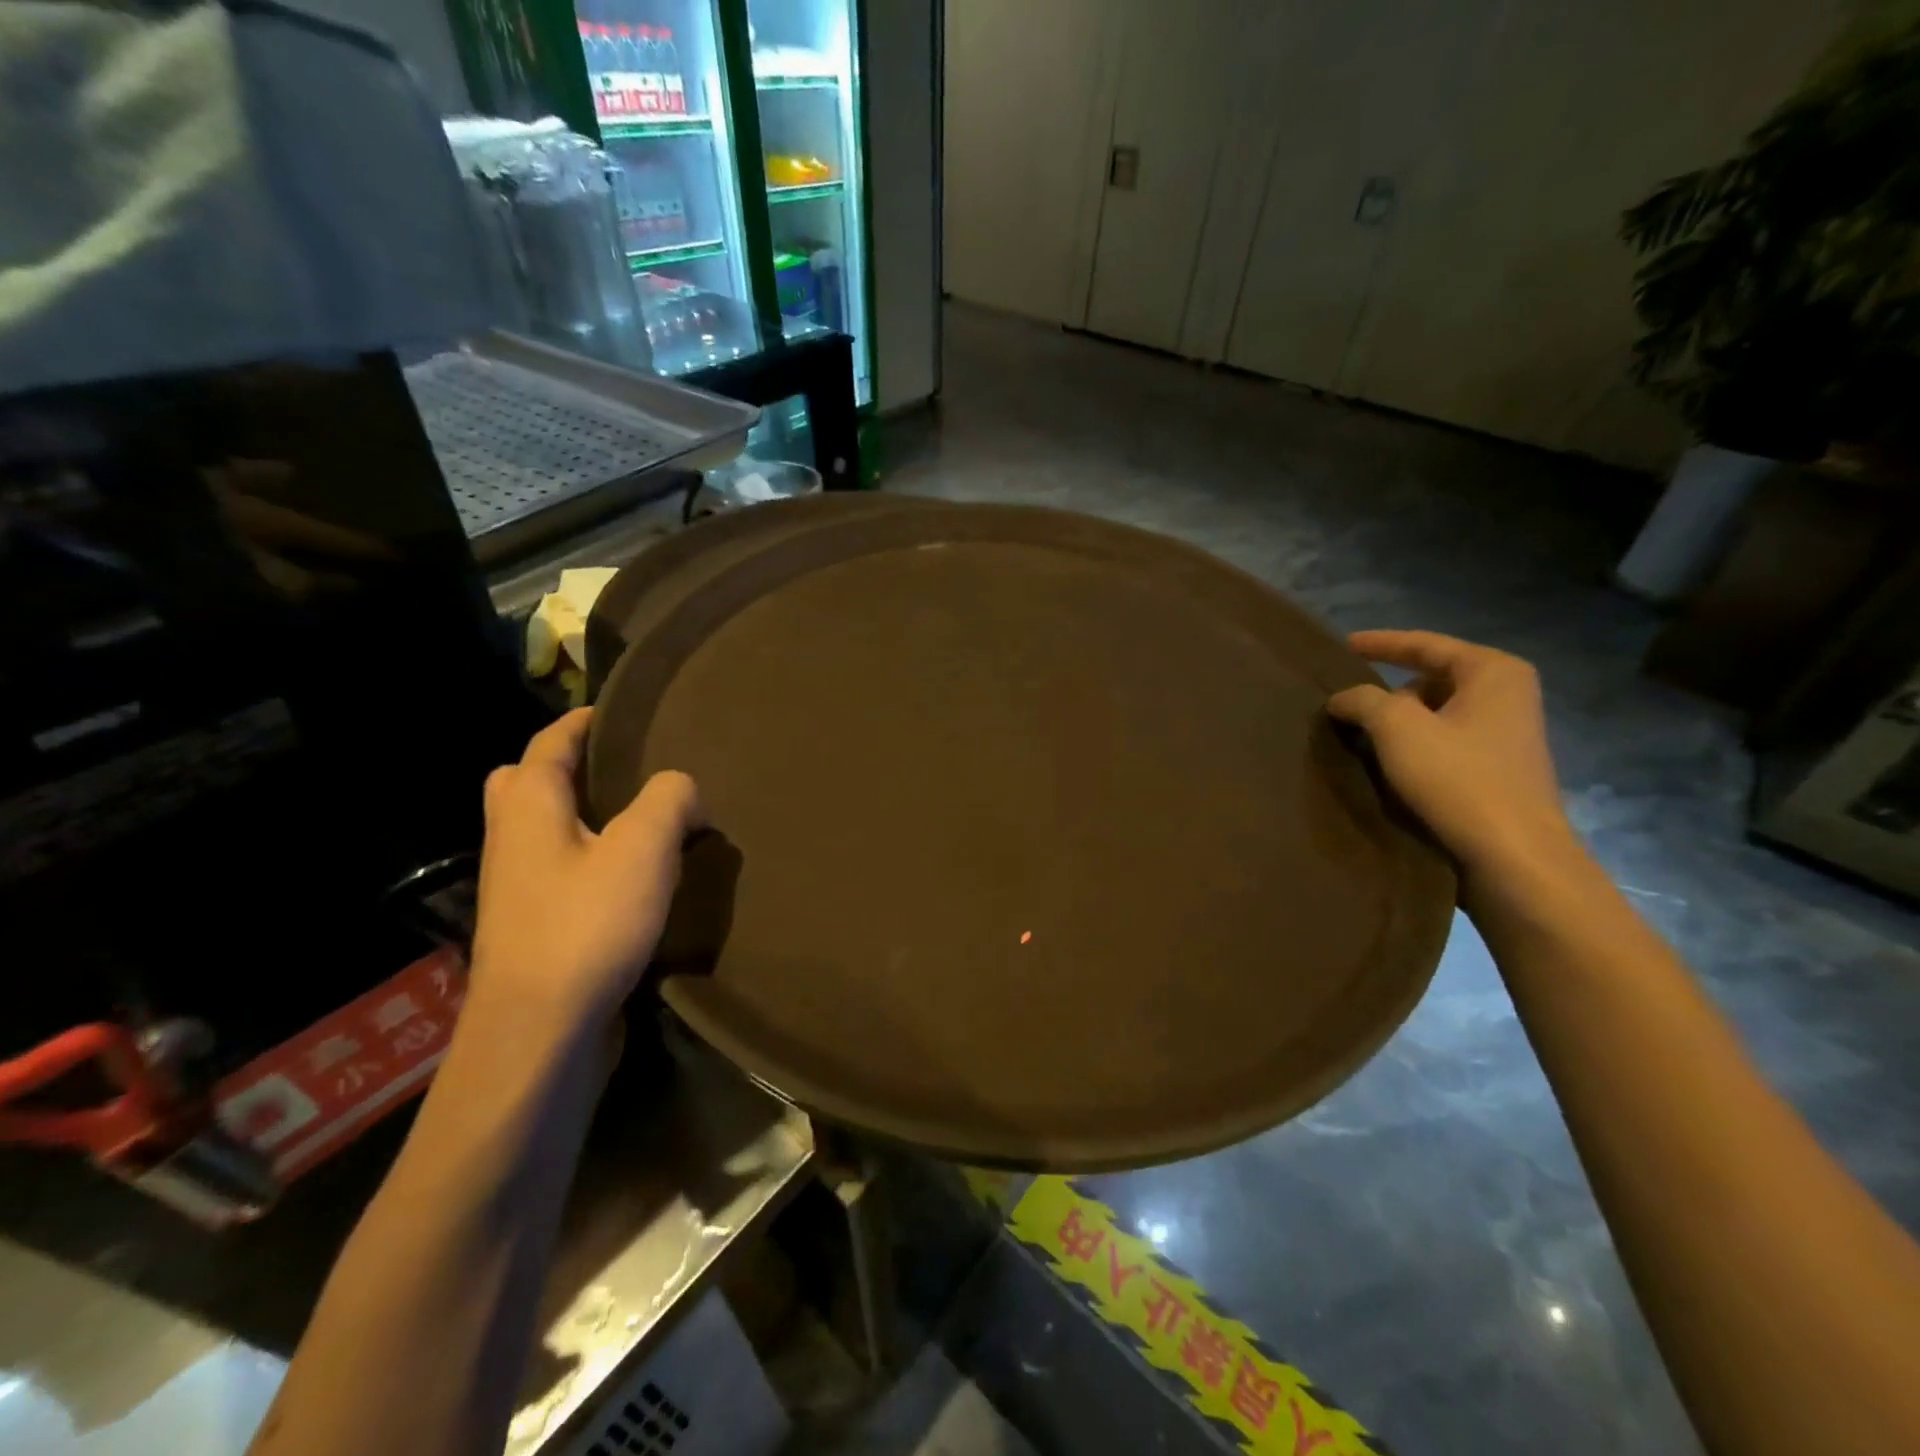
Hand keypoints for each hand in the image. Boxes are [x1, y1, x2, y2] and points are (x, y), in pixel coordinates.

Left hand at [468, 709, 703, 1035]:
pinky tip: (634, 879)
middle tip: (620, 770)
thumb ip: (669, 800)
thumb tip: (682, 789)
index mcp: (529, 807)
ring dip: (581, 816)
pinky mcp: (532, 927)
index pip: (549, 742)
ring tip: (640, 821)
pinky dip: (589, 858)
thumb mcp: (643, 849)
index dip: (582, 721)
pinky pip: (558, 871)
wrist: (540, 1033)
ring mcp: (515, 888)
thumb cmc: (587, 926)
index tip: (618, 710)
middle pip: (525, 783)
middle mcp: (511, 840)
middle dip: (566, 767)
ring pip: (542, 830)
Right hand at [1327, 630, 1576, 879]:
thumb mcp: (1397, 728)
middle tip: (1348, 702)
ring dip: (1399, 722)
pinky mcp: (1498, 770)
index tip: (1344, 646)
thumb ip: (1363, 700)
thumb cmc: (1458, 779)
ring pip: (1437, 713)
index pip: (1425, 645)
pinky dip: (1414, 746)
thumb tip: (1342, 698)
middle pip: (1432, 679)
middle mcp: (1508, 695)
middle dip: (1389, 690)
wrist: (1512, 856)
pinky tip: (1388, 764)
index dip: (1380, 643)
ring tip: (1360, 735)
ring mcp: (1507, 735)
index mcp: (1493, 672)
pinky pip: (1445, 742)